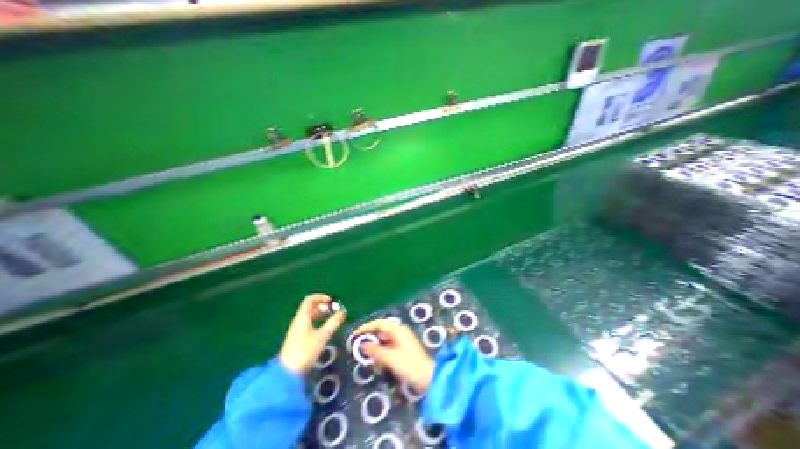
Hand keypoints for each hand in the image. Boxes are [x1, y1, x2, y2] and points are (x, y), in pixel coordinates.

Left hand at [278, 294, 345, 374]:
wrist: (287, 373)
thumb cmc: (305, 351)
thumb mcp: (322, 336)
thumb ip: (333, 323)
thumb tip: (342, 312)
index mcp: (302, 317)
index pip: (309, 300)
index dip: (320, 297)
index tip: (330, 301)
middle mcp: (298, 321)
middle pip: (309, 307)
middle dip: (322, 306)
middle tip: (333, 310)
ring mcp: (296, 329)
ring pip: (308, 315)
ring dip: (320, 313)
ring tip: (330, 318)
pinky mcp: (297, 337)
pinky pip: (307, 322)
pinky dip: (316, 320)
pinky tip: (323, 328)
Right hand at [352, 319, 435, 392]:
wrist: (428, 379)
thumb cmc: (410, 365)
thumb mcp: (390, 358)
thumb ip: (375, 350)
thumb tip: (362, 344)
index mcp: (398, 330)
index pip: (379, 323)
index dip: (366, 328)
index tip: (354, 335)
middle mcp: (400, 332)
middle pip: (381, 332)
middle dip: (371, 342)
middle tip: (360, 352)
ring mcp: (402, 341)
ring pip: (384, 342)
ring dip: (376, 351)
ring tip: (372, 362)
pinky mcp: (403, 350)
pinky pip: (389, 349)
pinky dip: (383, 356)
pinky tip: (380, 366)